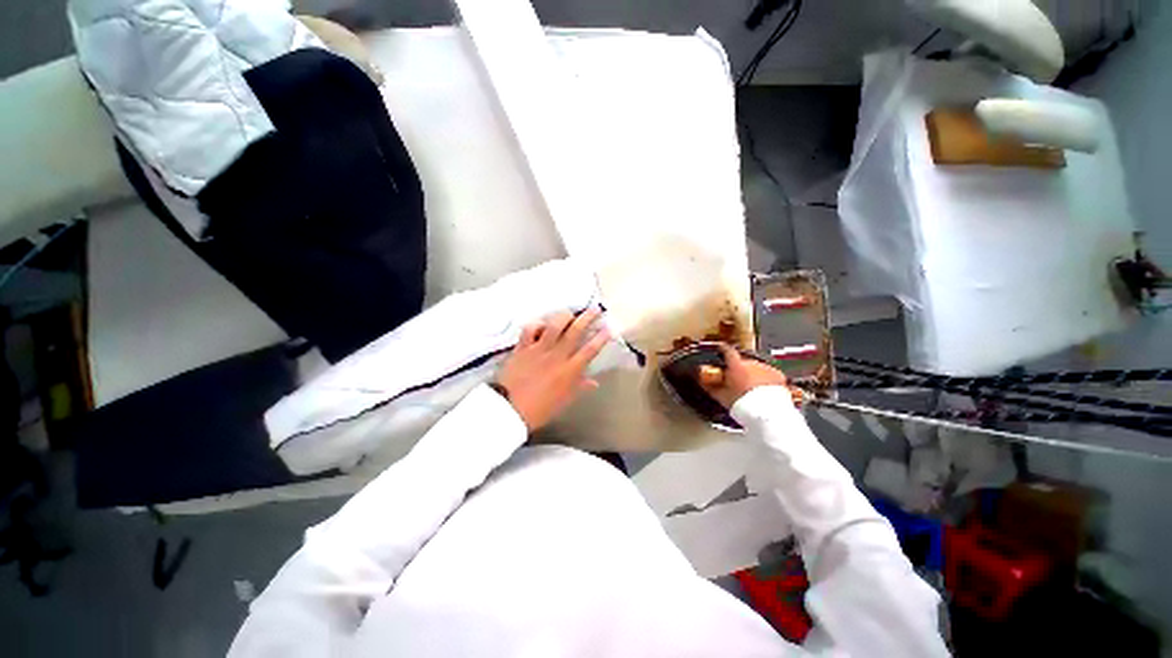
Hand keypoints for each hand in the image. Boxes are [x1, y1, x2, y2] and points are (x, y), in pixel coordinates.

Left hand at [495, 308, 610, 431]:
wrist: (509, 410)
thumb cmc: (540, 409)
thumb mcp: (564, 401)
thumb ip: (579, 387)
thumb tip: (594, 382)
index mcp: (569, 370)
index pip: (590, 350)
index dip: (601, 338)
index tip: (609, 328)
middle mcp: (557, 356)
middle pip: (575, 331)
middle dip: (587, 317)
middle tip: (594, 309)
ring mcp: (539, 349)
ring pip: (554, 325)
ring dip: (564, 316)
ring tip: (569, 314)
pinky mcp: (522, 347)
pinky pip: (530, 328)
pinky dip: (537, 324)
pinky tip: (541, 325)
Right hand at [700, 343, 789, 408]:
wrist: (768, 414)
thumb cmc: (744, 405)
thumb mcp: (722, 397)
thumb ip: (711, 387)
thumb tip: (702, 382)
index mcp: (736, 366)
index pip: (727, 351)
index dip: (722, 348)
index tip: (720, 348)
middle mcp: (752, 363)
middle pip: (742, 361)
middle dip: (739, 369)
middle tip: (736, 380)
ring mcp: (766, 368)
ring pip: (756, 367)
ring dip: (752, 374)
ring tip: (750, 388)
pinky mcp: (778, 375)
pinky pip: (768, 373)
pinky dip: (765, 378)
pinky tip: (763, 389)